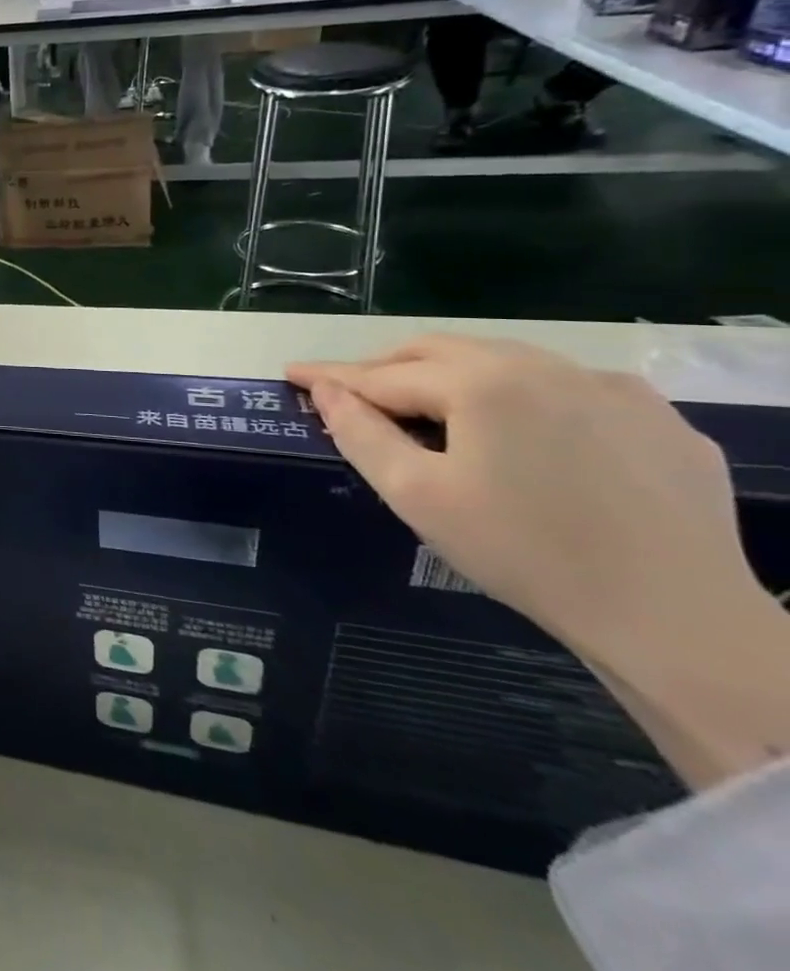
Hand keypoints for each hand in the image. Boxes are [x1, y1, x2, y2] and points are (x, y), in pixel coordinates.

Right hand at [286, 337, 752, 659]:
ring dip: (454, 375)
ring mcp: (610, 388)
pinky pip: (569, 388)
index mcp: (482, 383)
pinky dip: (523, 396)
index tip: (292, 373)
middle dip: (388, 367)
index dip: (330, 375)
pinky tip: (525, 434)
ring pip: (505, 361)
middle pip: (441, 351)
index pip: (383, 374)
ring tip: (433, 411)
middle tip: (353, 393)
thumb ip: (360, 433)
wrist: (678, 619)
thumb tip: (325, 390)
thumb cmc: (525, 553)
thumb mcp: (417, 495)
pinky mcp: (657, 418)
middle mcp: (545, 366)